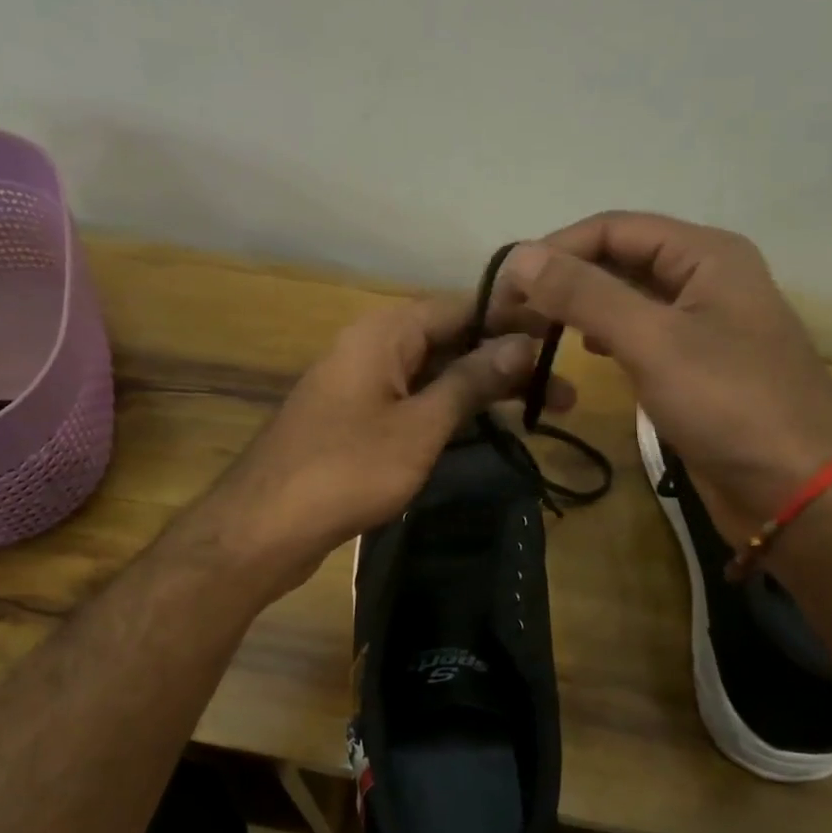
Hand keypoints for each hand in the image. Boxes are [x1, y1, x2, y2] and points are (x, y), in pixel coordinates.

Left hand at [204, 295, 570, 589]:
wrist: (267, 526)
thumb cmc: (348, 469)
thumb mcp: (421, 425)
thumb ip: (471, 381)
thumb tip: (521, 344)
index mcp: (385, 332)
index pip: (461, 306)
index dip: (513, 319)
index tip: (561, 336)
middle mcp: (373, 347)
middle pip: (451, 341)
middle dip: (506, 362)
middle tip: (564, 391)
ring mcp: (363, 386)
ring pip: (435, 375)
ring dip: (483, 390)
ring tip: (542, 411)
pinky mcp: (358, 422)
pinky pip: (415, 403)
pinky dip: (452, 412)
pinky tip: (488, 428)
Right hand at [497, 212, 831, 535]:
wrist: (797, 490)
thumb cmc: (730, 405)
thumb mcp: (653, 341)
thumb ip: (585, 295)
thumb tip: (519, 257)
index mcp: (706, 255)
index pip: (614, 228)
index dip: (556, 249)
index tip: (506, 285)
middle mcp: (705, 280)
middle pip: (620, 260)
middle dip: (565, 280)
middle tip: (512, 314)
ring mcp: (702, 326)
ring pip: (627, 300)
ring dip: (581, 309)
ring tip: (535, 331)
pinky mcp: (695, 369)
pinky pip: (640, 338)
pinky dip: (605, 339)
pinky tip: (585, 355)